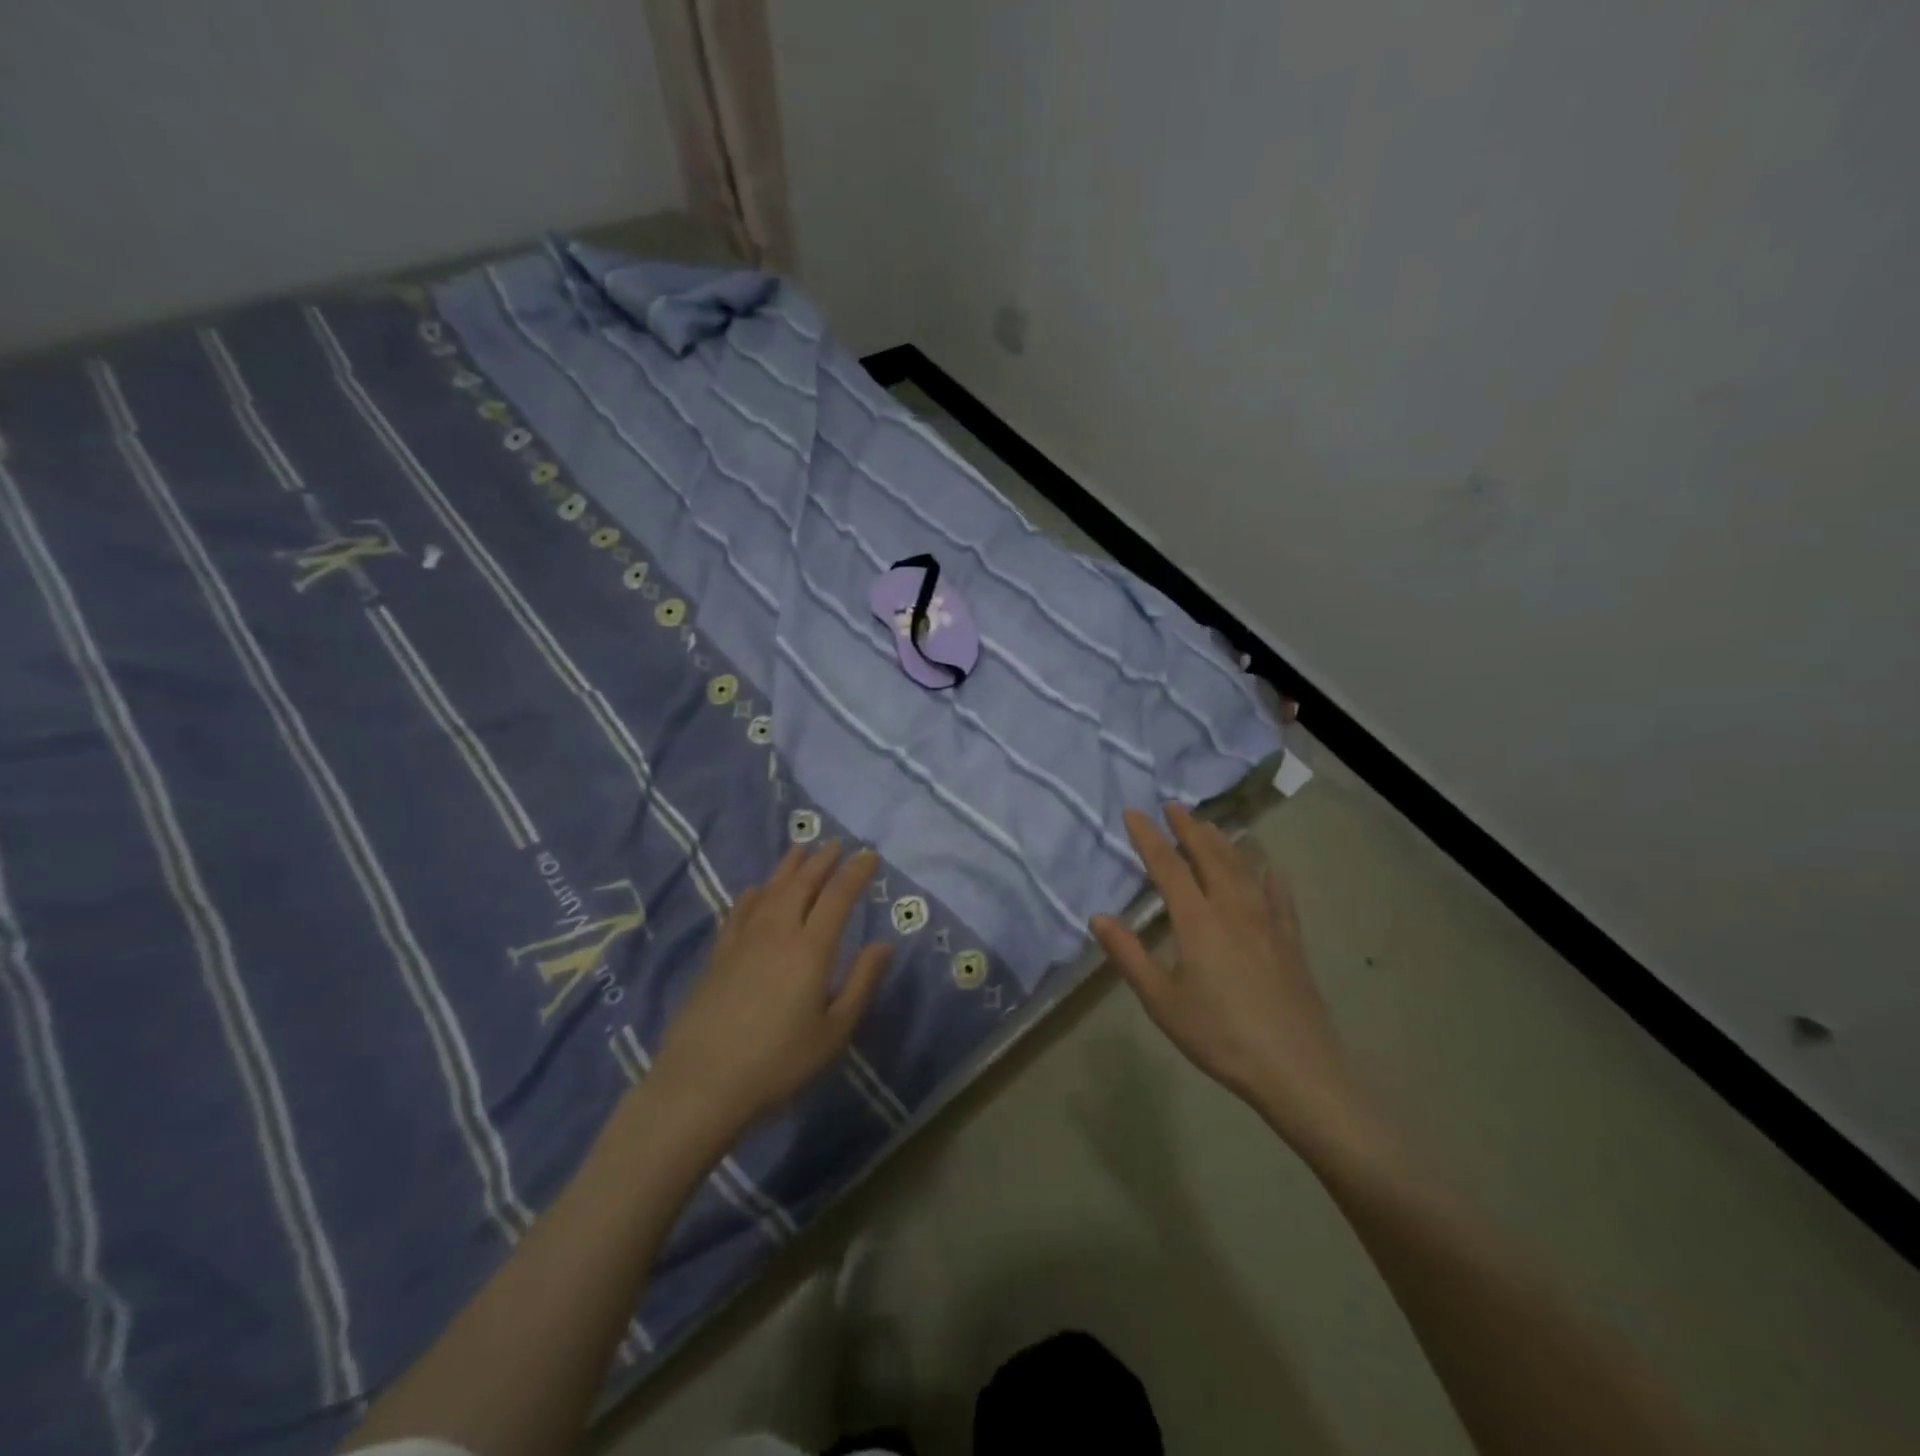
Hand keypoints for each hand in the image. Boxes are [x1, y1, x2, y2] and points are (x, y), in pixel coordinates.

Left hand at [649, 843, 892, 1137]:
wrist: (701, 1085)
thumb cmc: (779, 1063)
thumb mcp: (834, 1032)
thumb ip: (862, 983)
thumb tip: (884, 945)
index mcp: (811, 949)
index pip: (838, 896)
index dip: (856, 872)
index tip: (870, 856)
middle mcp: (777, 933)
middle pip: (802, 884)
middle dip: (823, 861)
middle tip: (837, 844)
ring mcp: (743, 941)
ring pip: (770, 891)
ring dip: (789, 867)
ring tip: (801, 850)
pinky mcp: (718, 956)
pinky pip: (739, 912)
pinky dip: (753, 895)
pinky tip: (757, 890)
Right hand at [1091, 804, 1369, 1149]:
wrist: (1296, 1067)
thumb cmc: (1219, 1034)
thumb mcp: (1161, 1000)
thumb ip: (1129, 955)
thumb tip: (1097, 917)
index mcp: (1197, 920)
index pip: (1167, 866)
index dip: (1148, 837)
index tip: (1133, 813)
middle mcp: (1233, 908)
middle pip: (1209, 855)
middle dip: (1189, 828)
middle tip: (1174, 806)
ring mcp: (1267, 920)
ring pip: (1243, 866)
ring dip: (1223, 841)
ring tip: (1210, 826)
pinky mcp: (1290, 939)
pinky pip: (1278, 893)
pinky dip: (1268, 872)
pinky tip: (1268, 866)